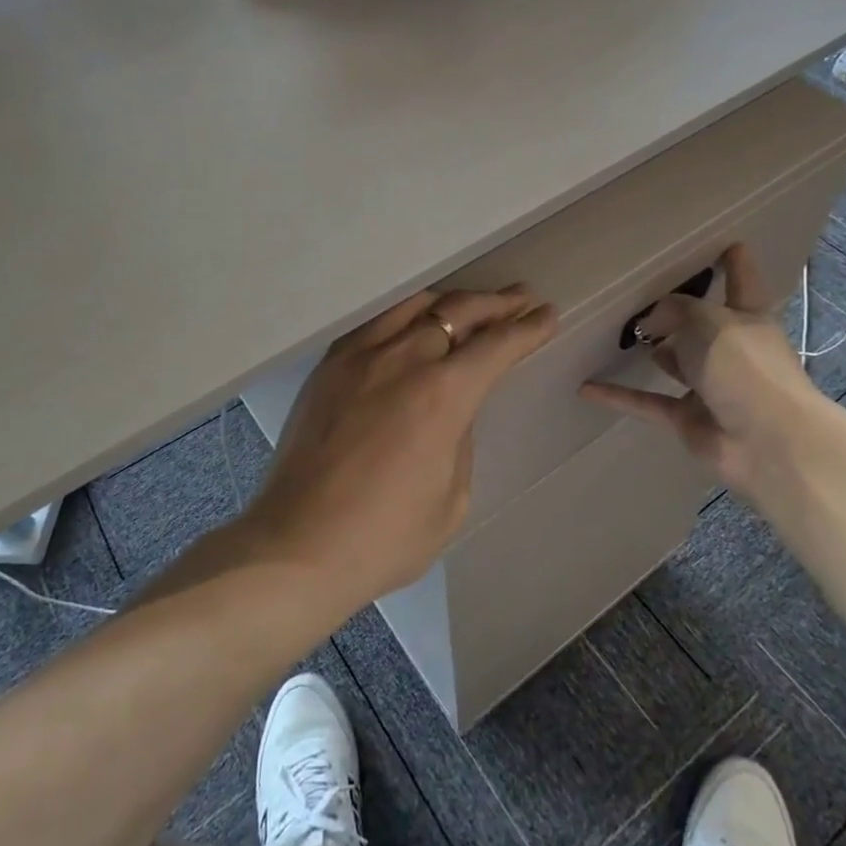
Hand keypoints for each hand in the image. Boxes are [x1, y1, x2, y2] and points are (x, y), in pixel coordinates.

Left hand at [245, 286, 556, 614]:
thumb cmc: (384, 537)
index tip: (548, 315)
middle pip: (459, 312)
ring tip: (473, 303)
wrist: (297, 547)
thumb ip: (461, 440)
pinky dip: (406, 312)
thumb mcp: (451, 500)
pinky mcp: (329, 366)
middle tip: (521, 298)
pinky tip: (415, 320)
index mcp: (442, 395)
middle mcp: (403, 360)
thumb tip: (455, 410)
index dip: (528, 329)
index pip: (497, 346)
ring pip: (415, 305)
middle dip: (497, 304)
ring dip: (452, 300)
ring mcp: (360, 357)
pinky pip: (376, 322)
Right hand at [579, 244, 821, 493]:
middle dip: (681, 312)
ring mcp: (711, 386)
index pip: (742, 281)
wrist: (766, 441)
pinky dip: (618, 397)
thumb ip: (673, 310)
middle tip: (644, 292)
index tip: (725, 243)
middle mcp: (731, 349)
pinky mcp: (688, 418)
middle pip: (704, 324)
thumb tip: (648, 322)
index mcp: (748, 317)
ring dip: (655, 352)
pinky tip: (586, 388)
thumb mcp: (706, 321)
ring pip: (677, 362)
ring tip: (619, 335)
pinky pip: (647, 402)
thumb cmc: (744, 366)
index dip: (734, 262)